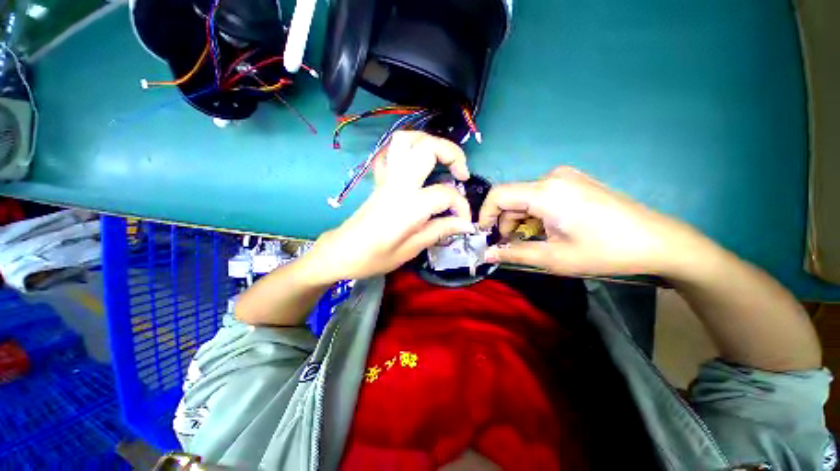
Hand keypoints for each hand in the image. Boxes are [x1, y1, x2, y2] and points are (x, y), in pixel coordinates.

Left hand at [307, 131, 474, 281]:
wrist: (341, 252)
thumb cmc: (374, 257)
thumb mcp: (411, 250)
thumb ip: (440, 231)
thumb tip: (465, 224)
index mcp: (408, 206)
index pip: (445, 194)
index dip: (462, 206)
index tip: (465, 222)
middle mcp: (397, 185)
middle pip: (427, 148)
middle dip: (452, 154)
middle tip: (462, 175)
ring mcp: (386, 179)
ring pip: (406, 140)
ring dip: (429, 142)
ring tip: (443, 160)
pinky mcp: (379, 180)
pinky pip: (391, 152)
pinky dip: (409, 150)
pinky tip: (418, 164)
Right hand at [479, 167, 707, 276]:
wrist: (656, 240)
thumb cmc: (603, 251)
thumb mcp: (553, 257)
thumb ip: (514, 253)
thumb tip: (486, 254)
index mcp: (545, 192)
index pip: (498, 195)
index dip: (485, 215)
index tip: (485, 235)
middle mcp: (552, 177)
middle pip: (512, 197)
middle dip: (505, 222)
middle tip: (511, 245)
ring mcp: (565, 176)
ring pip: (526, 197)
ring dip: (521, 219)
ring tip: (532, 239)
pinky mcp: (574, 181)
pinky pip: (541, 194)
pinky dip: (535, 212)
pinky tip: (548, 228)